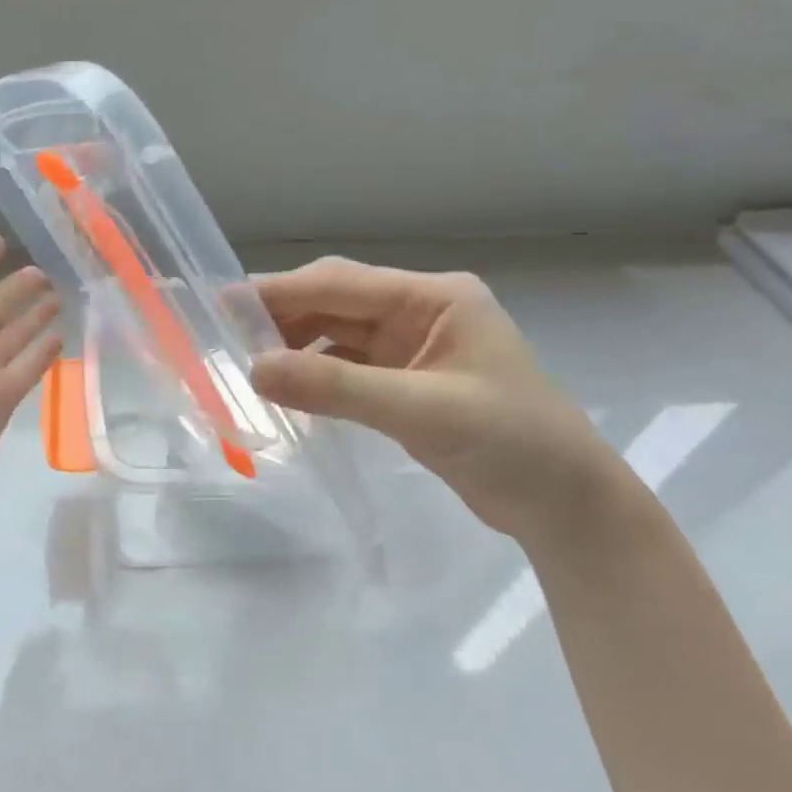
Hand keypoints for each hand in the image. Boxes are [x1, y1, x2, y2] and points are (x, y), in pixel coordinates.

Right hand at [249, 257, 621, 539]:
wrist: (567, 507)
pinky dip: (317, 376)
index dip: (281, 292)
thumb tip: (255, 369)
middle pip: (336, 303)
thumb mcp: (424, 412)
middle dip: (283, 317)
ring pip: (338, 335)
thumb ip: (339, 388)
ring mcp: (413, 347)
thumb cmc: (513, 445)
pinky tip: (289, 390)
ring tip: (250, 366)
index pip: (342, 284)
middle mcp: (420, 312)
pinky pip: (348, 368)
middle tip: (226, 337)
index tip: (224, 304)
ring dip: (296, 347)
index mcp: (434, 298)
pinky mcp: (407, 383)